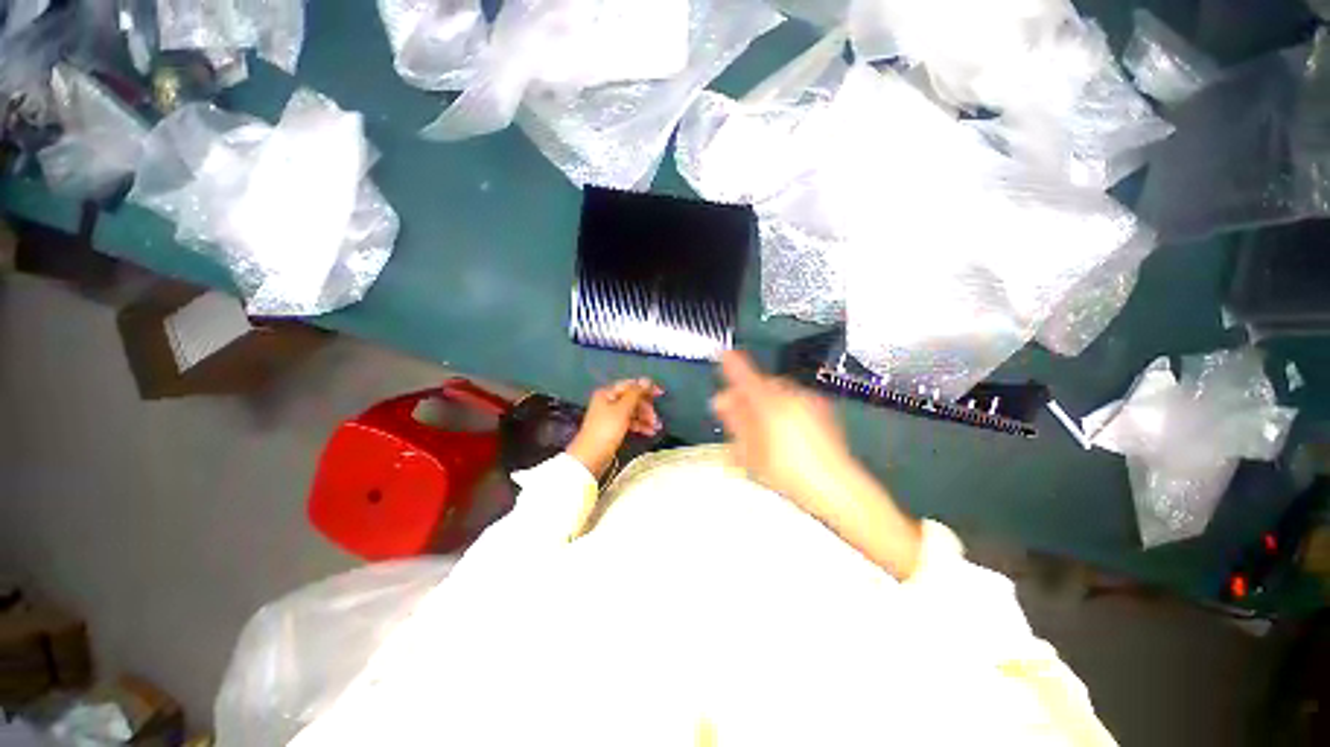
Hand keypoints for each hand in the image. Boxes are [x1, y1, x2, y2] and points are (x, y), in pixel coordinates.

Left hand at [566, 378, 662, 478]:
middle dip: (646, 407)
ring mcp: (610, 415)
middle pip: (632, 398)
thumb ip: (636, 393)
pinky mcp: (613, 428)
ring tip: (656, 428)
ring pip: (633, 411)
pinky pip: (630, 421)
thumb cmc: (607, 429)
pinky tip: (649, 432)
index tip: (661, 394)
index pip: (630, 385)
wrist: (591, 457)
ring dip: (645, 417)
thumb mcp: (623, 409)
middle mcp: (608, 401)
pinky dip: (640, 425)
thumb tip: (647, 380)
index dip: (646, 388)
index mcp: (608, 393)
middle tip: (656, 418)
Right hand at [711, 351, 922, 578]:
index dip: (732, 364)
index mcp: (770, 405)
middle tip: (734, 408)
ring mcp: (809, 401)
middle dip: (746, 392)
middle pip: (761, 384)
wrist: (836, 488)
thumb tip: (721, 402)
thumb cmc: (789, 474)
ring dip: (763, 399)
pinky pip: (794, 398)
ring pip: (778, 391)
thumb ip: (735, 421)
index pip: (745, 376)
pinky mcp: (822, 409)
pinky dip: (781, 404)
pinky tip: (778, 426)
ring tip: (755, 422)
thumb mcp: (751, 451)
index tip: (724, 355)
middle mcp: (790, 396)